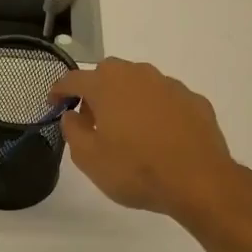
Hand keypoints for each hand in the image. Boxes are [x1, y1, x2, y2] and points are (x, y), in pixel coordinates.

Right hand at [52, 58, 243, 222]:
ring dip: (127, 97)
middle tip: (93, 118)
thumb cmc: (135, 170)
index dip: (60, 89)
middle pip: (109, 72)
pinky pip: (165, 98)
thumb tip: (72, 114)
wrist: (198, 180)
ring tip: (127, 126)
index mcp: (107, 86)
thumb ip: (73, 131)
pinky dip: (155, 109)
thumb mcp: (89, 159)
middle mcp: (138, 76)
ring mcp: (169, 85)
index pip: (75, 78)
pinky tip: (158, 134)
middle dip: (96, 89)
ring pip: (140, 81)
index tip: (53, 102)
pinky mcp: (194, 100)